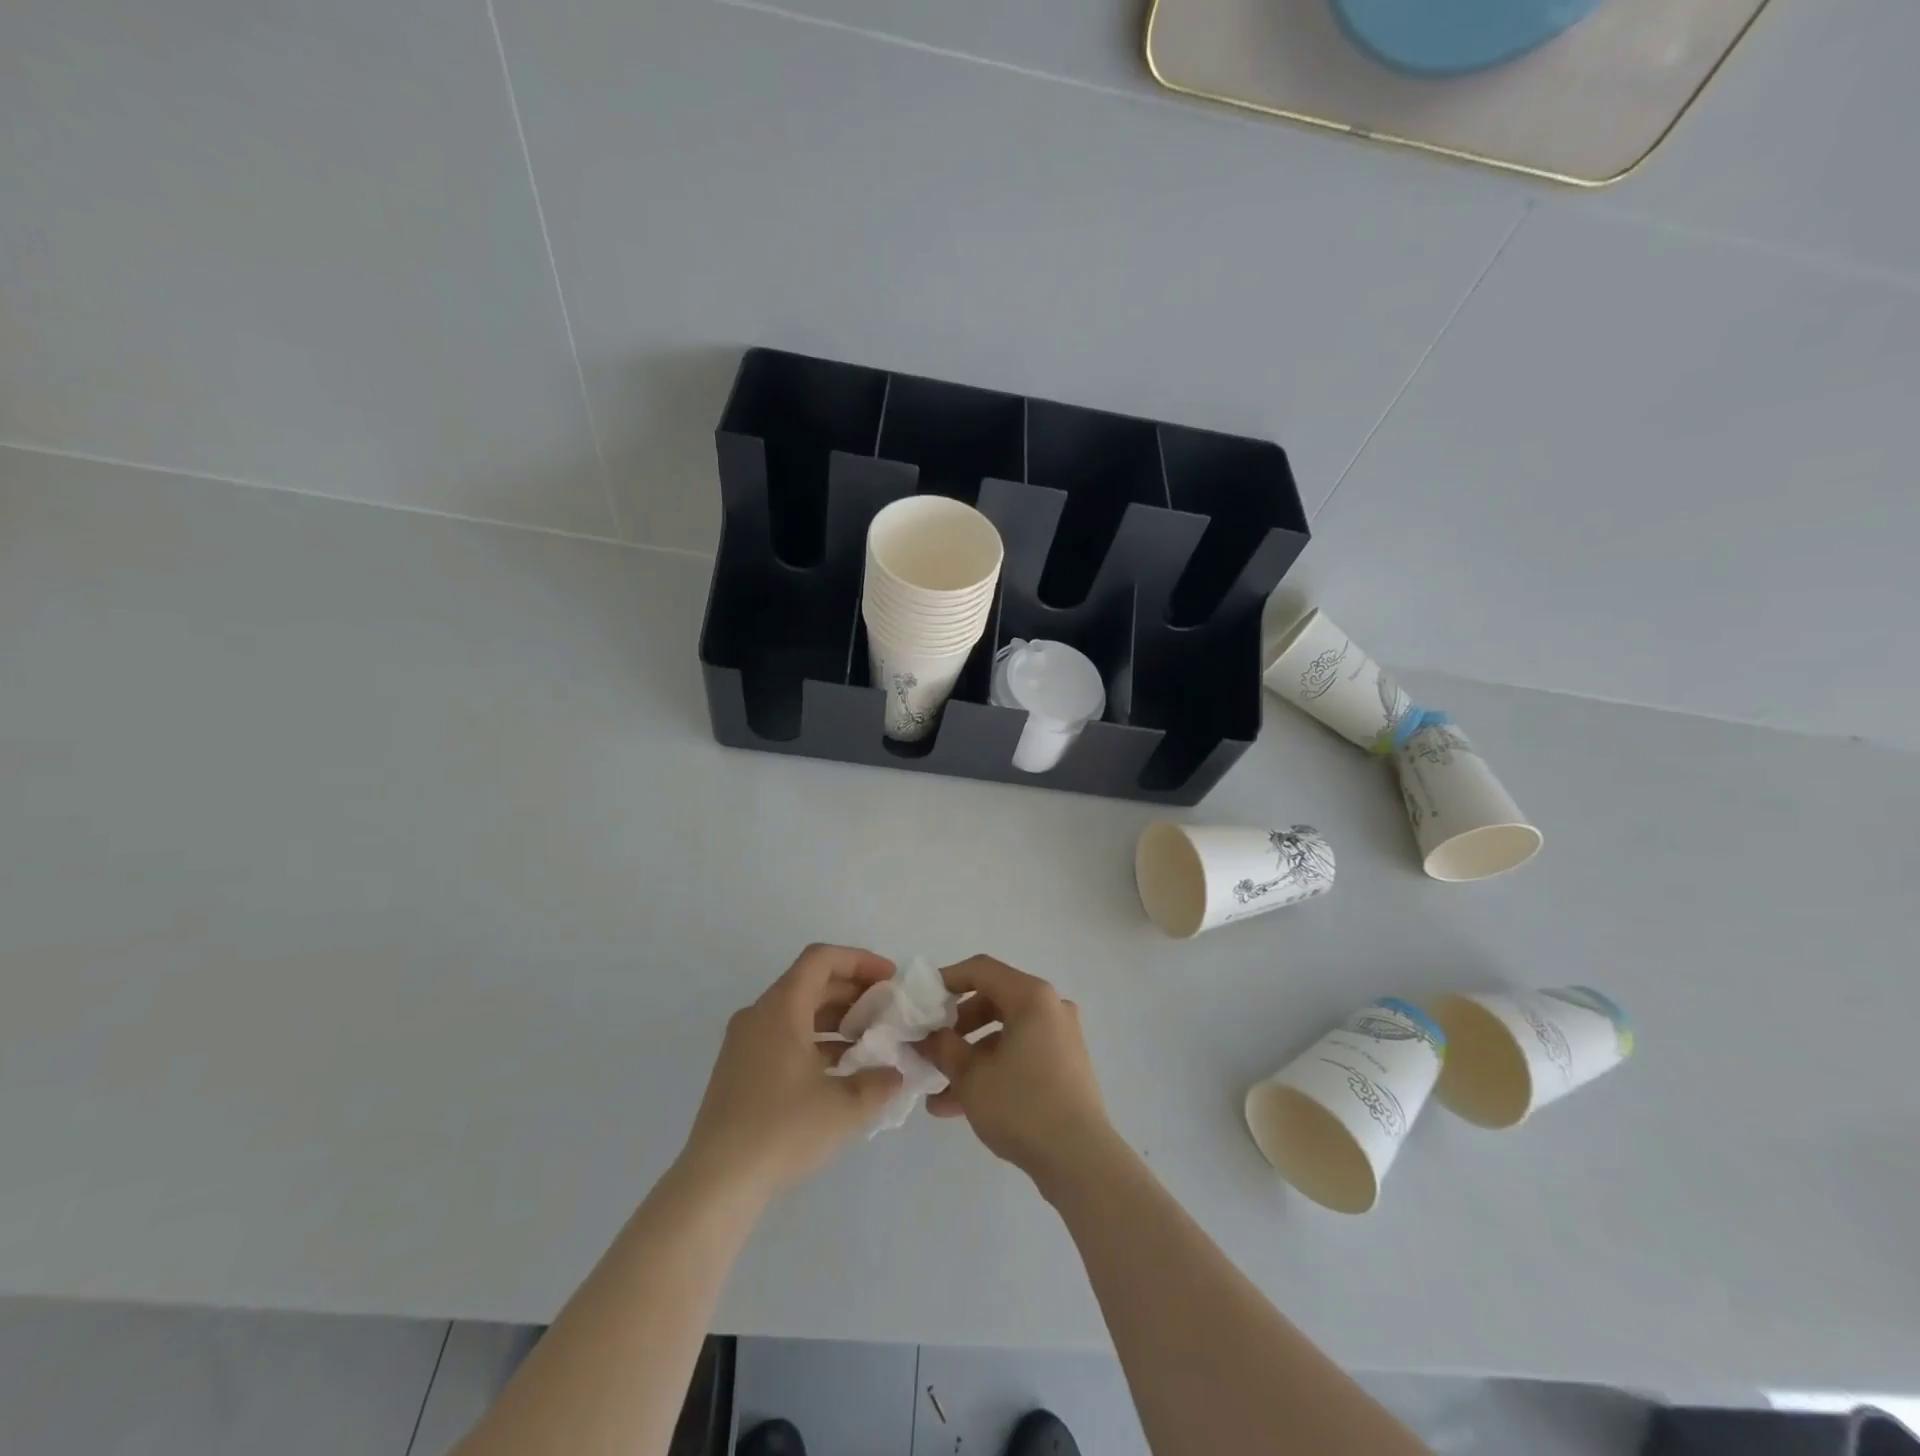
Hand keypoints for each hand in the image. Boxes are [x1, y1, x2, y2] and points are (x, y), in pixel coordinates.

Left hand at [680, 945, 904, 1197]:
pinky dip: (814, 1040)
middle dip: (852, 990)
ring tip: (869, 1040)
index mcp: (781, 1008)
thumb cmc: (783, 1130)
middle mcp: (758, 1015)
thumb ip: (878, 1082)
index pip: (821, 959)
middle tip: (886, 1009)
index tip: (889, 979)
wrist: (717, 1182)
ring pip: (797, 1011)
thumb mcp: (845, 1106)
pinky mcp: (739, 1070)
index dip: (860, 960)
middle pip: (810, 982)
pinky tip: (839, 1070)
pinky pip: (783, 1036)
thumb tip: (893, 1073)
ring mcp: (744, 1043)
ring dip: (835, 1018)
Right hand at [919, 956, 1113, 1189]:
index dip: (946, 980)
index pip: (981, 970)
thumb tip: (925, 1036)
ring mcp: (1060, 1038)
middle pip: (992, 1001)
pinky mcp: (1064, 1067)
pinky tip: (958, 1106)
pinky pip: (1020, 1055)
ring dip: (969, 1057)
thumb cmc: (1022, 1105)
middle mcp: (1050, 1008)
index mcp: (1031, 997)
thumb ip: (942, 1048)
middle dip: (956, 1026)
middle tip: (931, 1047)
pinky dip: (992, 1070)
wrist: (1081, 1161)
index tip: (921, 1001)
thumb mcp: (971, 1076)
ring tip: (936, 1091)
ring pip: (1004, 1034)